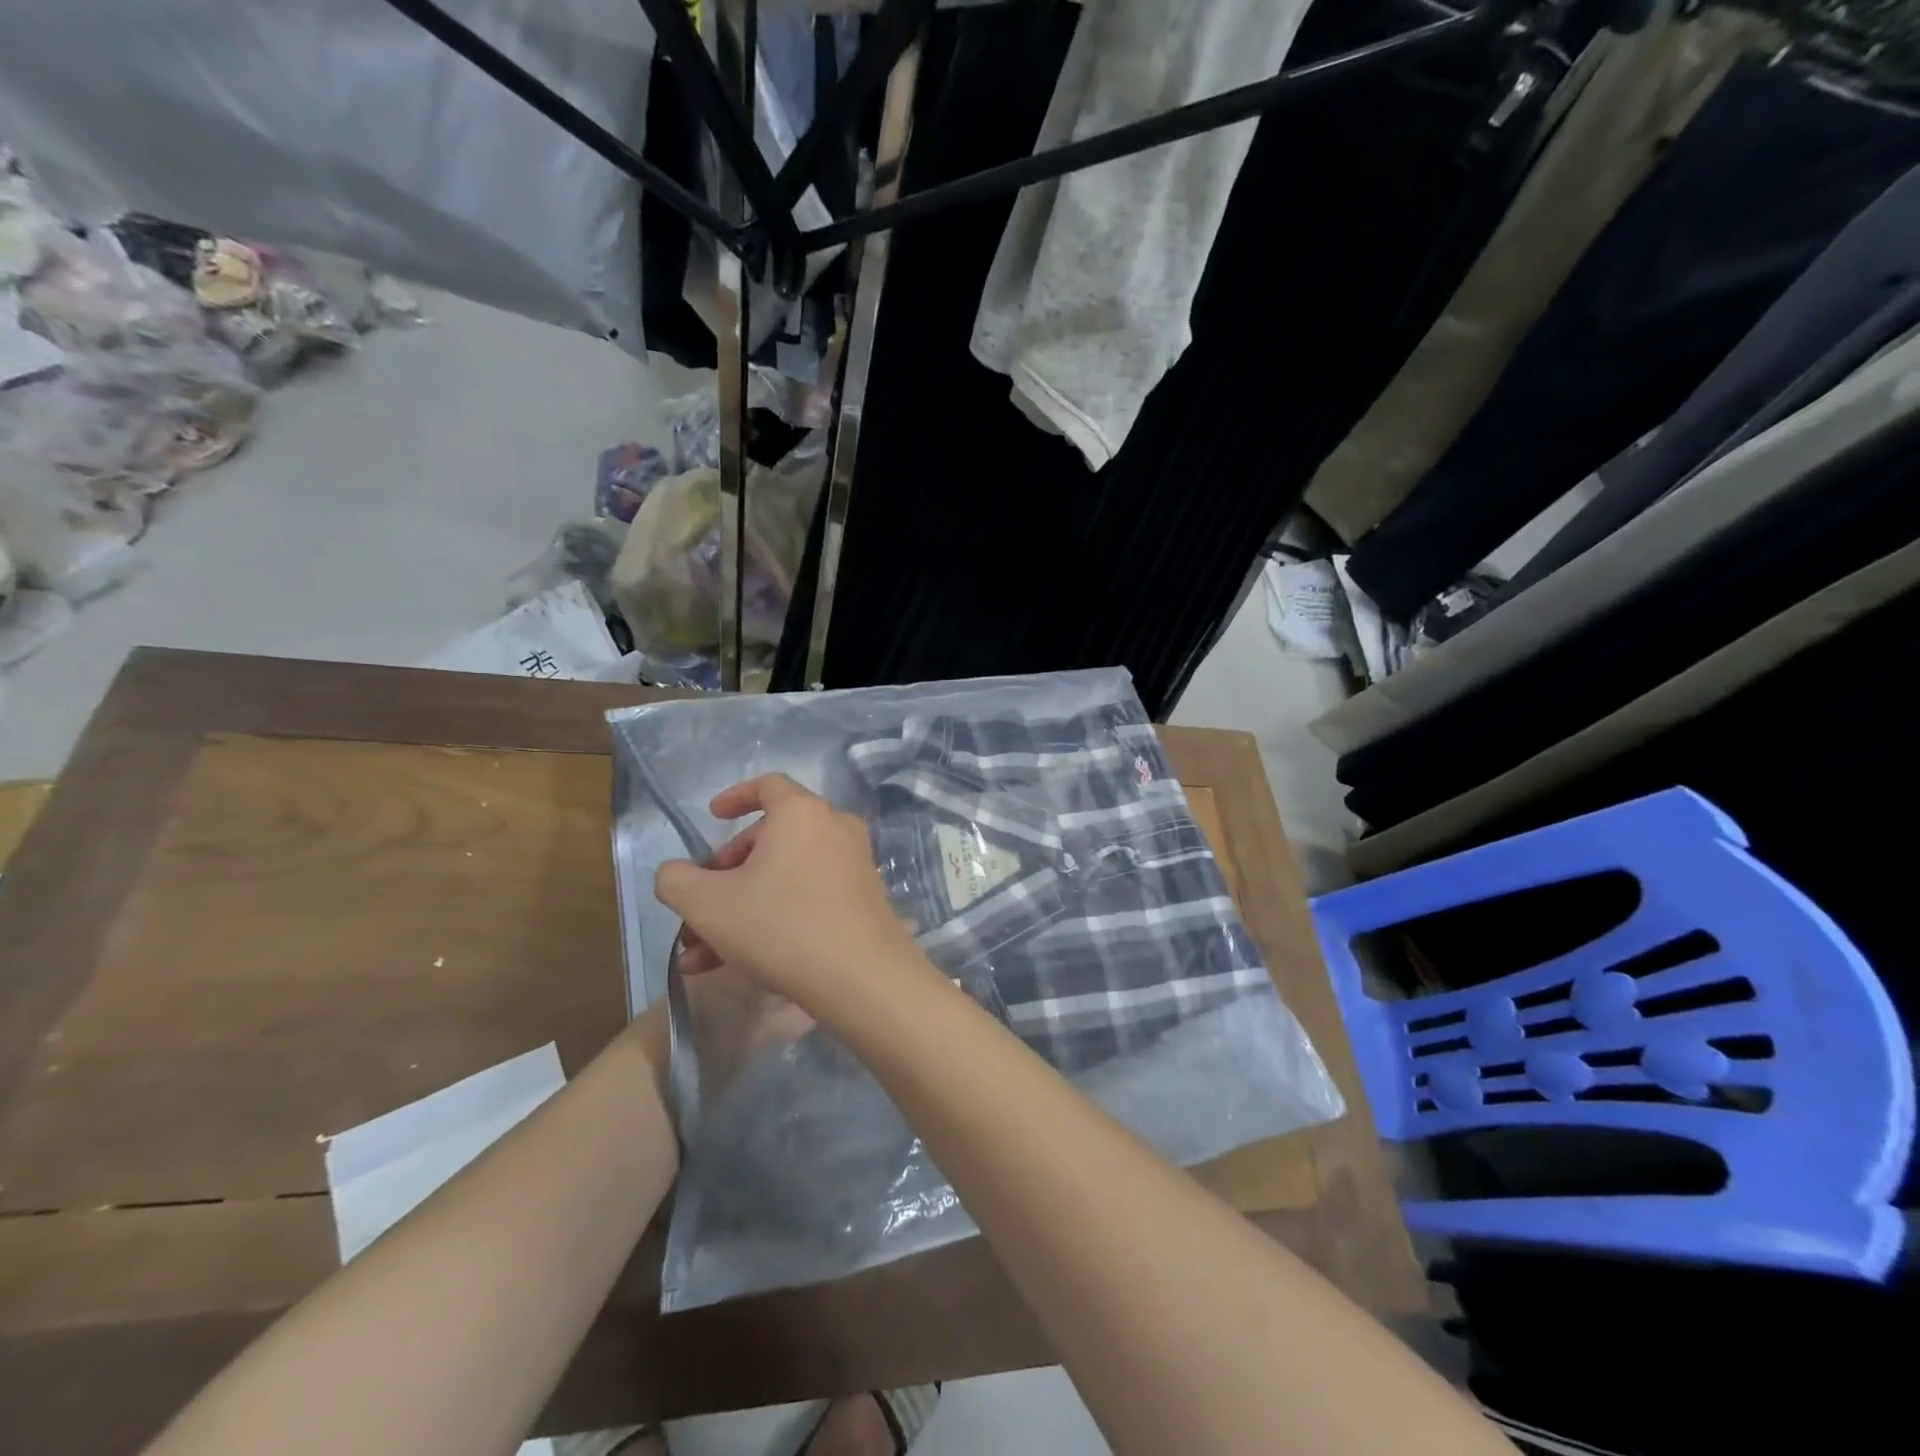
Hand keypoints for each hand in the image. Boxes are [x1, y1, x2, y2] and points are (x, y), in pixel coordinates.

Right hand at [653, 774, 931, 1026]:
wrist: (863, 977)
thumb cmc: (781, 925)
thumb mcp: (708, 904)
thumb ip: (677, 880)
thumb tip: (675, 874)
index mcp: (801, 813)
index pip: (768, 786)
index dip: (735, 797)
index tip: (713, 817)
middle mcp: (834, 829)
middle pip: (770, 839)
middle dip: (725, 874)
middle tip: (697, 908)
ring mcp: (853, 866)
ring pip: (783, 878)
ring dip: (738, 909)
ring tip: (699, 955)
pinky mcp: (862, 901)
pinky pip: (807, 899)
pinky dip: (771, 920)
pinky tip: (733, 964)